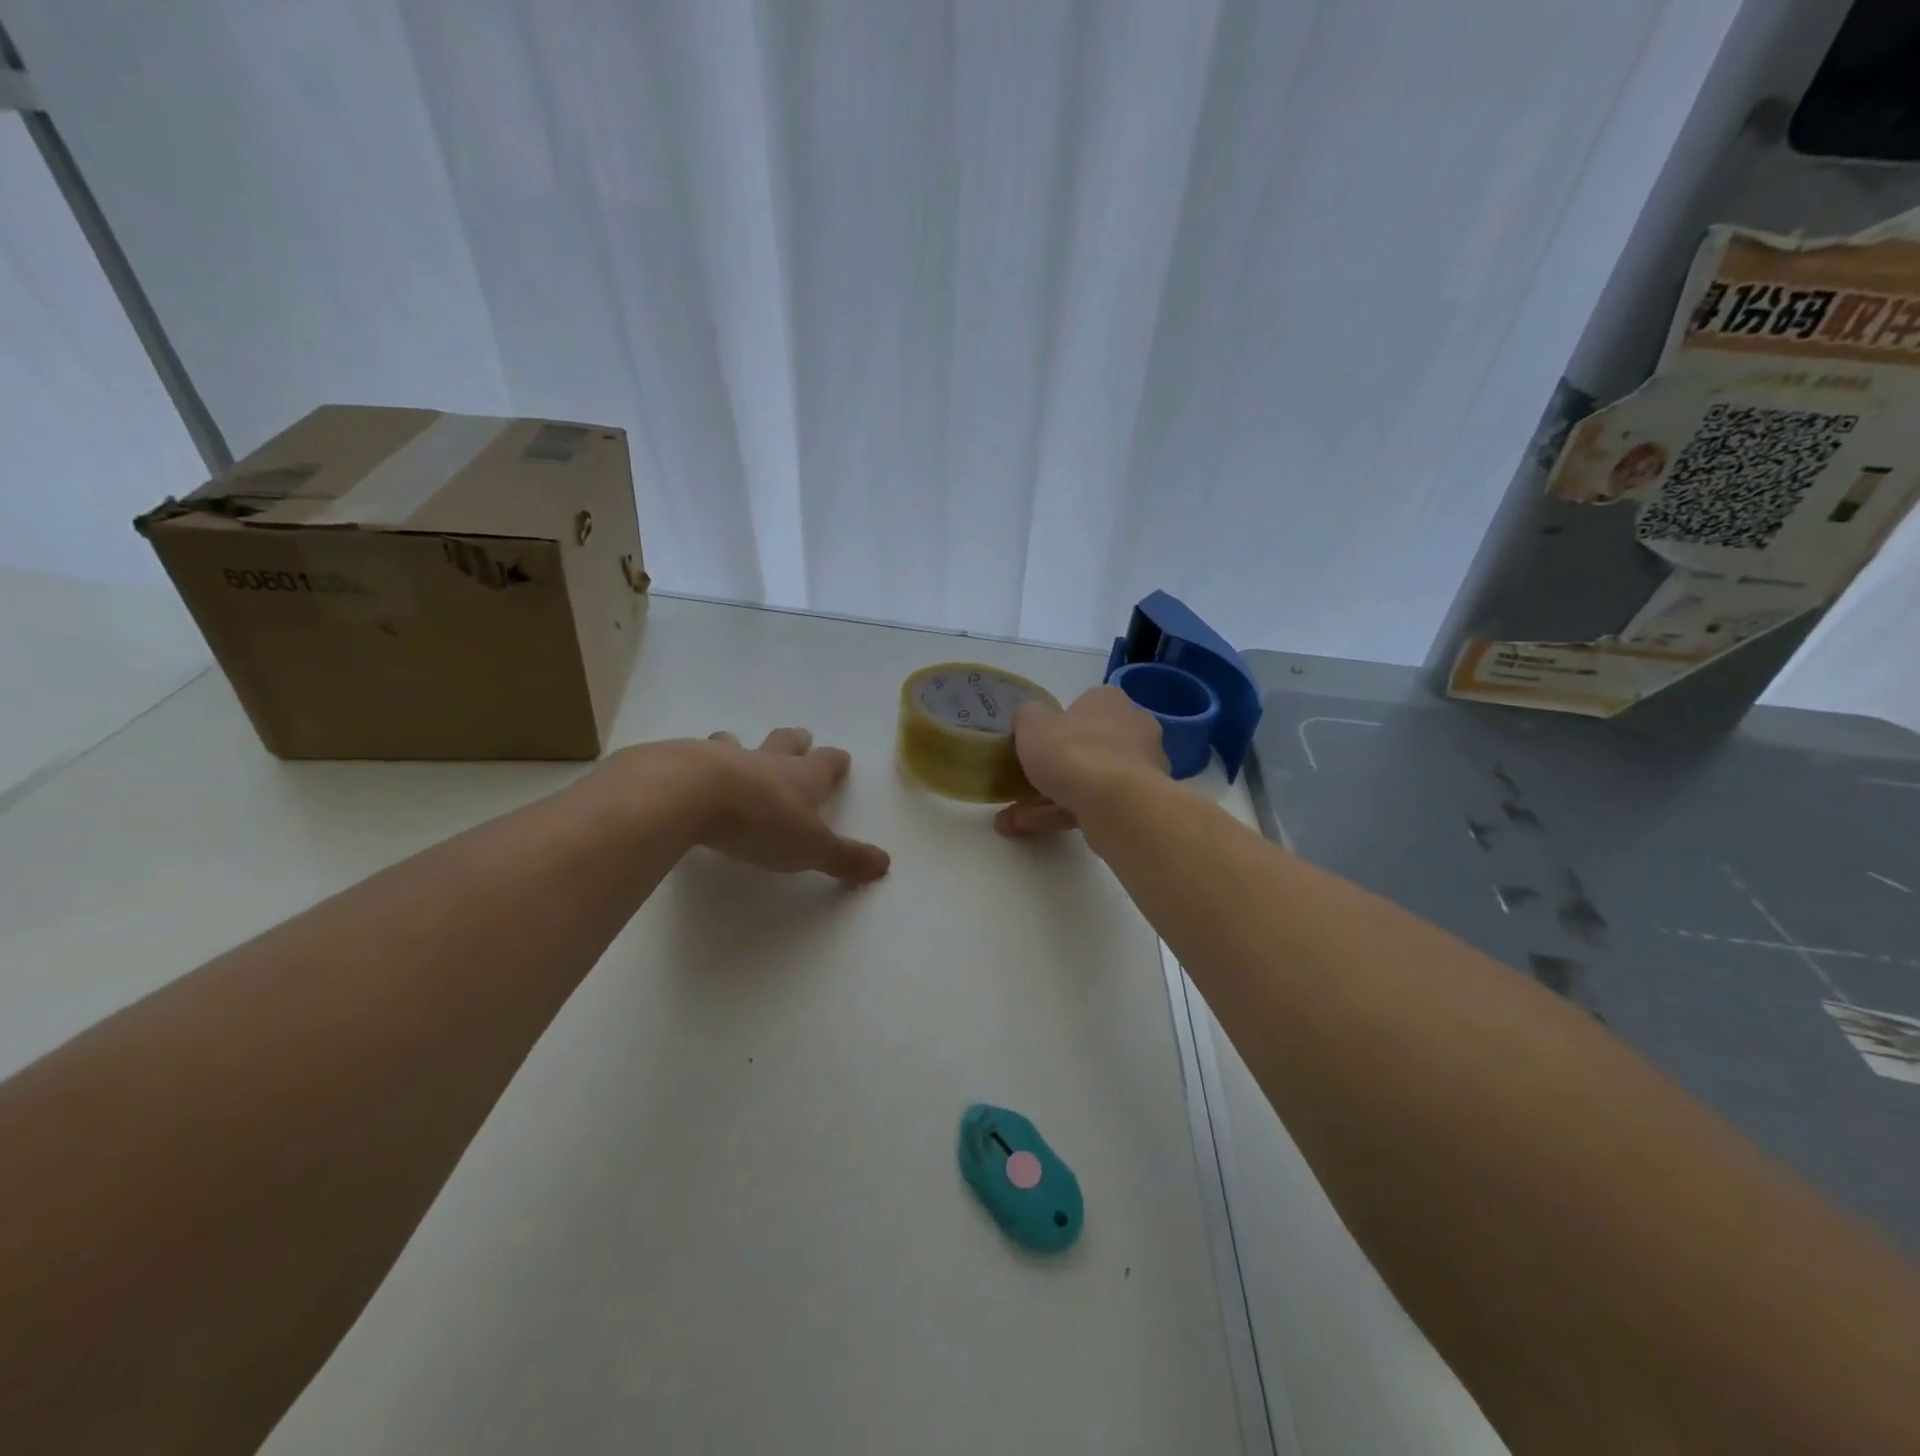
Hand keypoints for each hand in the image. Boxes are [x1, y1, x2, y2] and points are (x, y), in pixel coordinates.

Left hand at [600, 728, 889, 883]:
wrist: (691, 794)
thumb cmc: (761, 821)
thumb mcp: (811, 847)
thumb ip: (845, 857)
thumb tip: (885, 864)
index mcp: (802, 776)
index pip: (827, 761)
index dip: (835, 761)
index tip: (840, 760)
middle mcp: (766, 760)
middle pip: (786, 741)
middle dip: (795, 741)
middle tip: (799, 739)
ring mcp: (724, 757)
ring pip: (737, 743)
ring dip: (740, 746)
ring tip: (736, 749)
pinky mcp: (684, 763)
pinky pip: (694, 757)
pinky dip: (696, 763)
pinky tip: (688, 776)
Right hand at [993, 686, 1166, 837]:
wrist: (1115, 804)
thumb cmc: (1071, 752)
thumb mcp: (1032, 725)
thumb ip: (1027, 716)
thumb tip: (1030, 718)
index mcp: (1109, 702)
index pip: (1084, 705)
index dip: (1057, 724)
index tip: (1035, 743)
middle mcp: (1131, 729)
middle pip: (1087, 745)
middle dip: (1053, 767)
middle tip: (1021, 781)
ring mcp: (1138, 770)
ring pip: (1087, 780)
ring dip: (1047, 798)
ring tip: (1010, 816)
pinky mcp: (1135, 804)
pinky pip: (1091, 805)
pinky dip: (1058, 814)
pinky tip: (1024, 827)